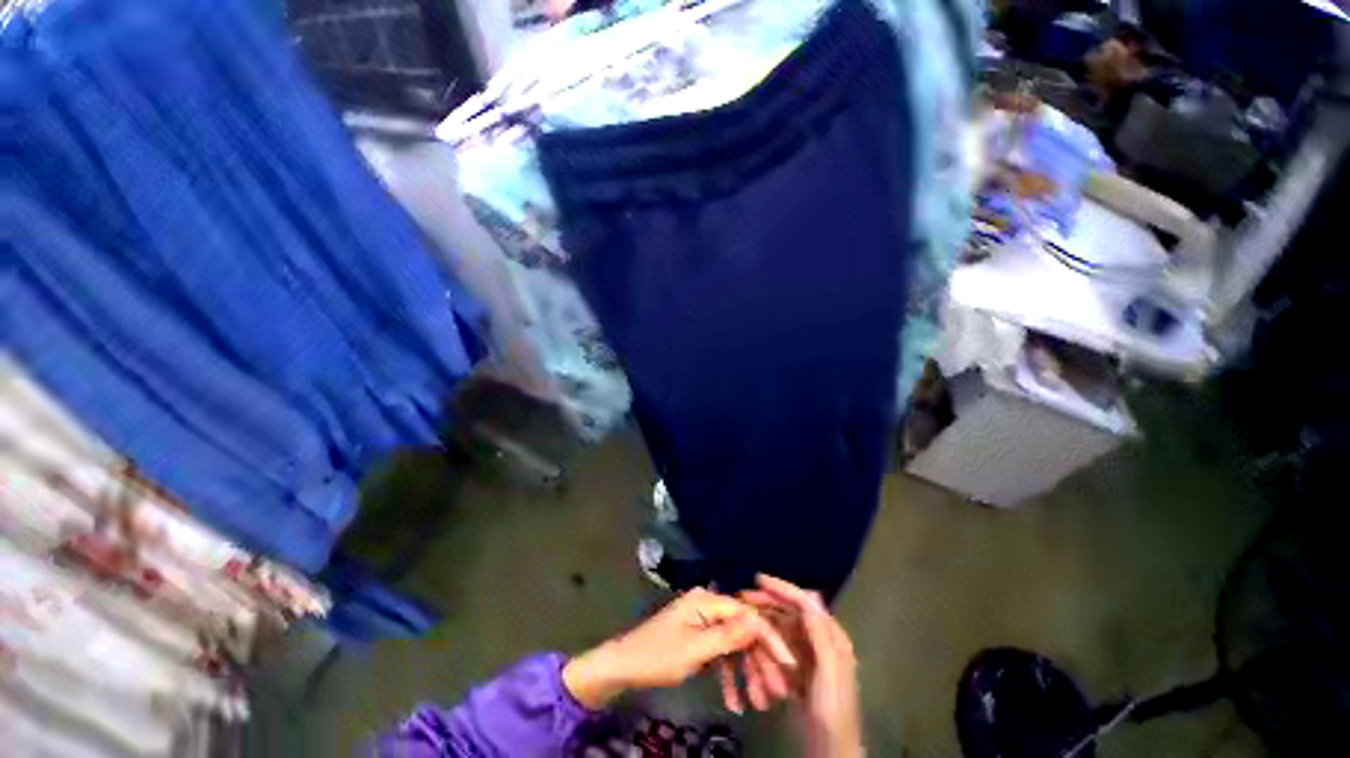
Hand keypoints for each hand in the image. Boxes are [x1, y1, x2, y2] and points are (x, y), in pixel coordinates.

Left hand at [562, 588, 795, 709]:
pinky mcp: (697, 637)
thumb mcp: (695, 650)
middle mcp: (707, 605)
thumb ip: (727, 636)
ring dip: (746, 673)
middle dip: (759, 660)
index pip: (746, 614)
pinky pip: (719, 654)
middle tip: (776, 691)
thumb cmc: (658, 656)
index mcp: (706, 600)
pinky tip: (735, 702)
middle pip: (742, 629)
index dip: (768, 637)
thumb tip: (757, 621)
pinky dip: (727, 676)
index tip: (788, 663)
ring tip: (760, 702)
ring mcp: (702, 621)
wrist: (623, 666)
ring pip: (733, 645)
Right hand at [742, 575, 863, 757]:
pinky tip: (750, 643)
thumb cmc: (833, 708)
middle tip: (742, 597)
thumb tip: (809, 596)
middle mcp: (819, 640)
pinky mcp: (796, 671)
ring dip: (763, 623)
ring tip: (742, 618)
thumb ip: (819, 633)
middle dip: (767, 603)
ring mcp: (807, 656)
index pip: (805, 603)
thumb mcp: (829, 670)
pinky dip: (764, 644)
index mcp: (831, 636)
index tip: (758, 579)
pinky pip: (777, 649)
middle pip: (790, 613)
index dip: (782, 588)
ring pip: (781, 630)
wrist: (831, 750)